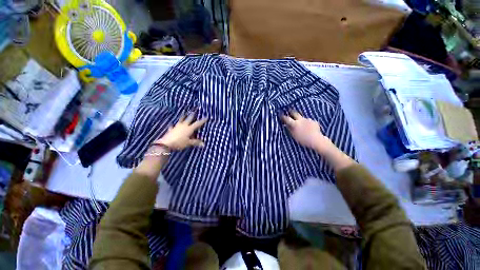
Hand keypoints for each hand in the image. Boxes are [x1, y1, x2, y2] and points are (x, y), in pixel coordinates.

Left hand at [157, 112, 207, 149]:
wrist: (167, 143)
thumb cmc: (179, 143)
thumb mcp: (188, 143)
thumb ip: (195, 142)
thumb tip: (203, 144)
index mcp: (189, 129)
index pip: (197, 124)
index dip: (202, 121)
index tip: (206, 117)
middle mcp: (184, 125)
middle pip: (189, 119)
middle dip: (192, 115)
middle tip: (194, 111)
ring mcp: (177, 126)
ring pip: (181, 120)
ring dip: (183, 117)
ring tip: (184, 113)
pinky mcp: (171, 129)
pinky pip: (173, 126)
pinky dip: (173, 125)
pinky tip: (172, 124)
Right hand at [281, 111, 332, 152]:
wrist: (316, 140)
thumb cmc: (304, 140)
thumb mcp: (295, 136)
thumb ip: (290, 130)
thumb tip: (286, 125)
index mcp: (295, 124)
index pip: (287, 119)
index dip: (283, 116)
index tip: (281, 114)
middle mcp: (301, 120)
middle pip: (295, 113)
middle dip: (291, 112)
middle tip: (289, 111)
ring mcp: (308, 120)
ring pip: (303, 118)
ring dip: (302, 120)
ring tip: (303, 125)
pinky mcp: (314, 121)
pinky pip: (310, 121)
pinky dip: (309, 124)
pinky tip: (311, 129)